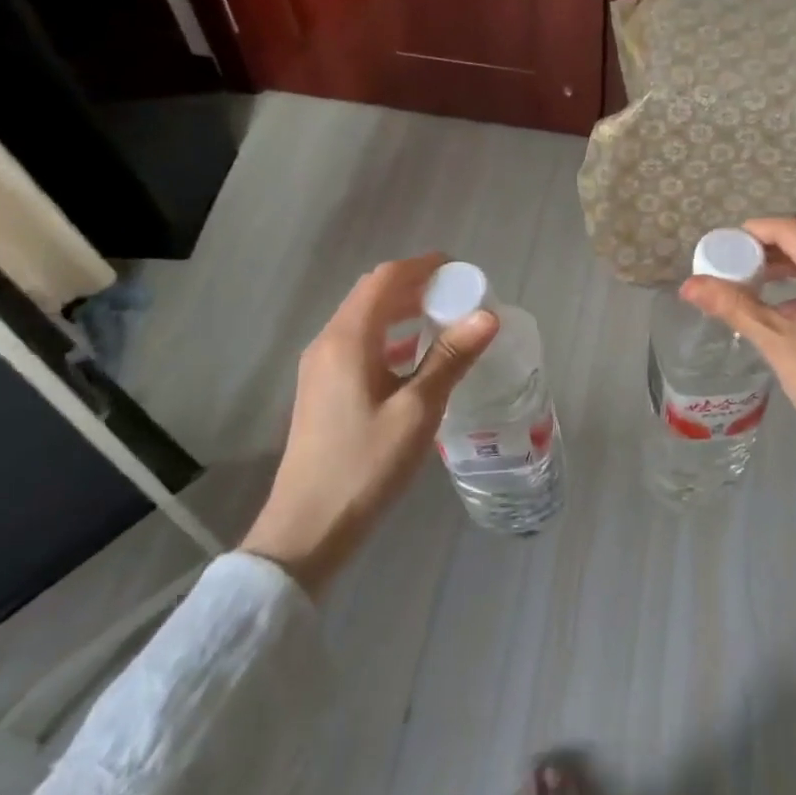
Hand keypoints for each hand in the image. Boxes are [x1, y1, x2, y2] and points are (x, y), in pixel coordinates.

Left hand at [241, 254, 497, 593]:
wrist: (308, 527)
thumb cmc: (365, 465)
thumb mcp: (417, 411)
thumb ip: (451, 359)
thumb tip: (487, 316)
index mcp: (347, 340)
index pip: (385, 280)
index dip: (423, 267)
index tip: (461, 269)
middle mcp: (328, 344)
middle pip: (373, 295)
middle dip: (416, 286)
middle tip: (460, 294)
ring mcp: (321, 368)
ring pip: (366, 321)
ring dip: (404, 312)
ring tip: (445, 319)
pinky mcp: (323, 390)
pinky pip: (360, 345)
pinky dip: (391, 338)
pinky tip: (417, 358)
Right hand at [681, 216, 795, 483]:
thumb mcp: (780, 346)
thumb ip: (736, 308)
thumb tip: (690, 285)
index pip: (792, 229)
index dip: (754, 231)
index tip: (723, 247)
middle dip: (769, 248)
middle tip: (734, 266)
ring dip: (789, 268)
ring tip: (754, 287)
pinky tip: (789, 315)